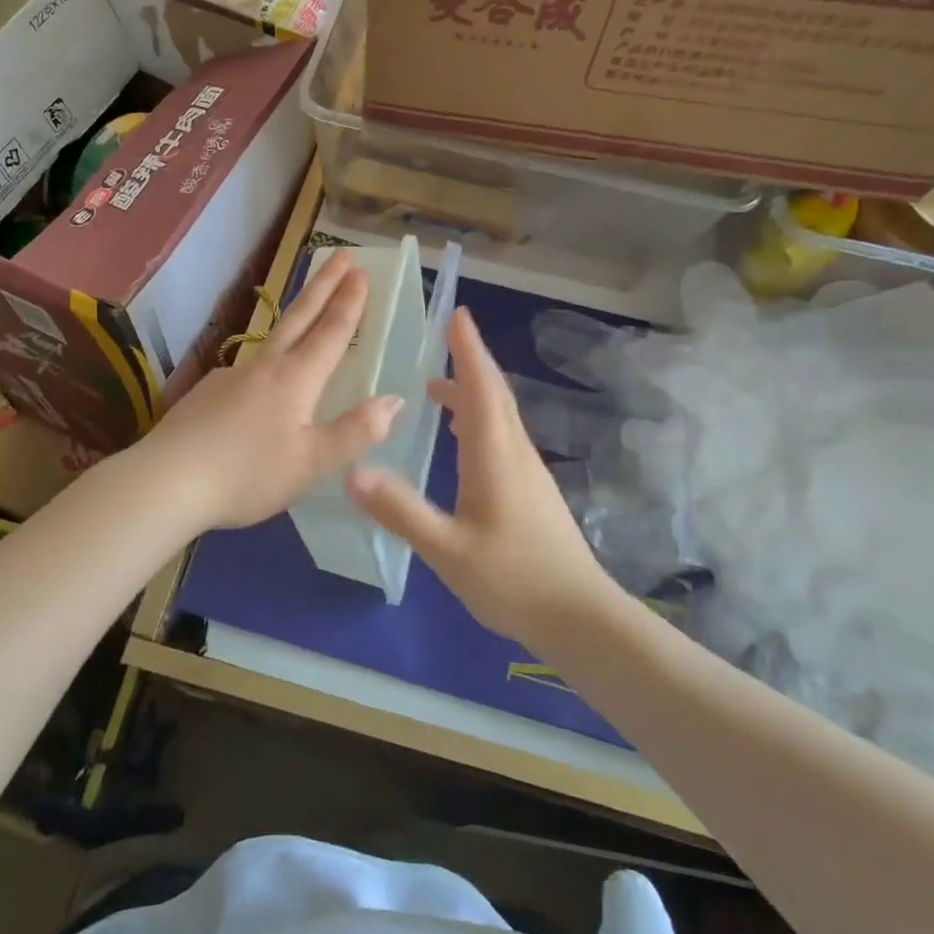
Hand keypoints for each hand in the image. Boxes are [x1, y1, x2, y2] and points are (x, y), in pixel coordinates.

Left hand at [131, 249, 402, 532]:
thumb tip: (395, 400)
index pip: (330, 332)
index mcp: (295, 379)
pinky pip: (249, 368)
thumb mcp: (311, 463)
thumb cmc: (247, 474)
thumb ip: (355, 432)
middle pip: (300, 316)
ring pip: (273, 338)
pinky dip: (268, 360)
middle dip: (324, 284)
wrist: (167, 480)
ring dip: (297, 315)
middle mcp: (265, 367)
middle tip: (342, 254)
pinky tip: (263, 384)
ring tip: (309, 310)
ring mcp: (232, 376)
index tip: (361, 271)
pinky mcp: (208, 393)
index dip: (349, 302)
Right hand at [346, 307, 621, 645]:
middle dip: (470, 361)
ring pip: (499, 416)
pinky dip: (479, 420)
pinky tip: (462, 438)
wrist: (580, 618)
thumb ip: (401, 511)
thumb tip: (353, 472)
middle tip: (445, 337)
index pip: (481, 387)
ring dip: (473, 392)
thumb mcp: (447, 550)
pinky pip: (502, 437)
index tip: (458, 315)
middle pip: (494, 394)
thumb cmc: (513, 580)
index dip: (469, 349)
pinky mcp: (531, 490)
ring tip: (438, 388)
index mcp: (495, 454)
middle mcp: (515, 452)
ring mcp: (528, 471)